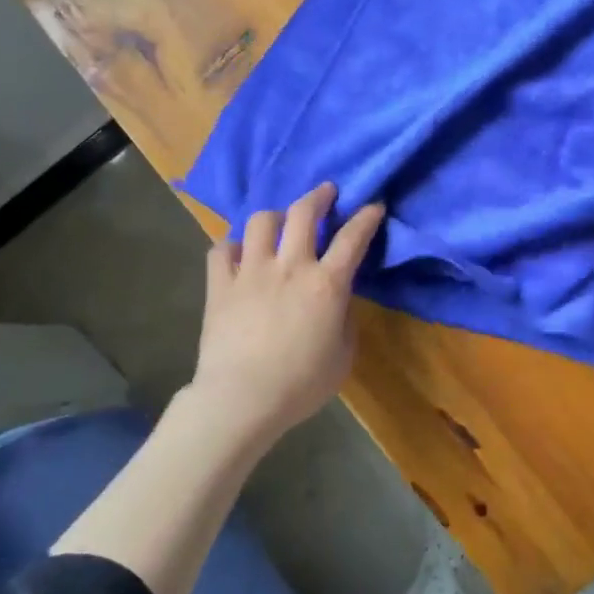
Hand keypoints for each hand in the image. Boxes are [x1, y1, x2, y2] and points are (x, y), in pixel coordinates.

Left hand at [191, 182, 384, 446]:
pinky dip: (232, 247)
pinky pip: (221, 250)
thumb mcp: (343, 356)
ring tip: (278, 223)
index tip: (373, 206)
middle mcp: (290, 266)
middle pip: (303, 212)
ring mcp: (251, 272)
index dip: (366, 217)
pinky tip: (238, 254)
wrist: (241, 400)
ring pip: (261, 221)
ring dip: (274, 216)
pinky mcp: (220, 285)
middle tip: (326, 192)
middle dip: (318, 195)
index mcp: (326, 284)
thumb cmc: (301, 384)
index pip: (353, 237)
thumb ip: (344, 319)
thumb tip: (337, 300)